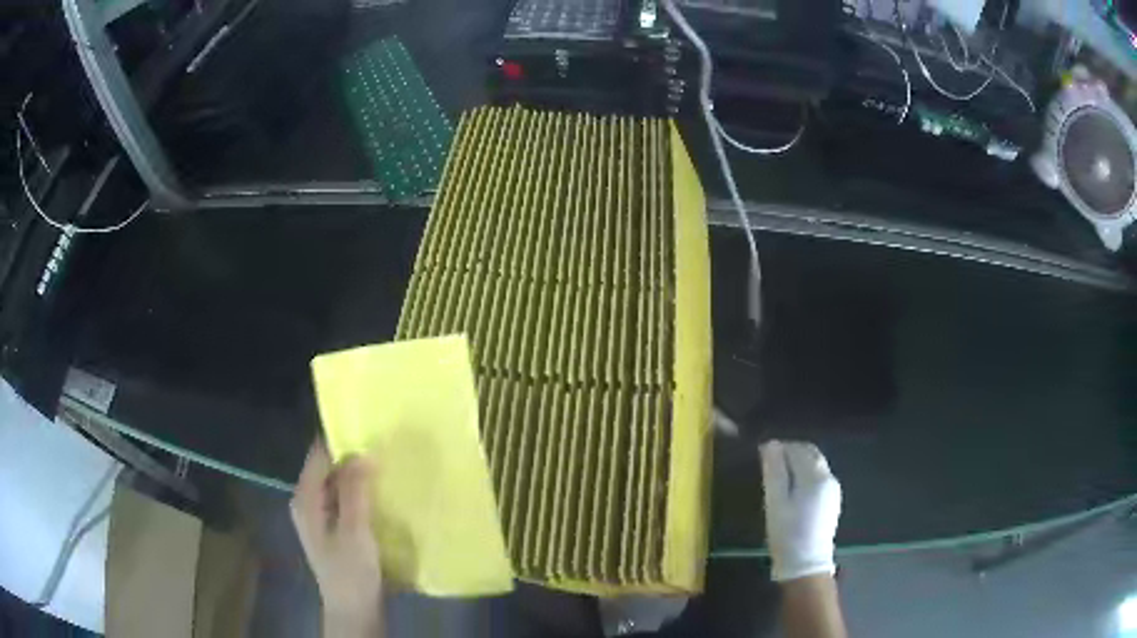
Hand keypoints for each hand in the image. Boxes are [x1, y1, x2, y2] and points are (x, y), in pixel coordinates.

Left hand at [291, 439, 383, 636]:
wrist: (354, 610)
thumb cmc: (351, 571)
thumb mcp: (354, 530)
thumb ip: (355, 491)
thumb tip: (362, 451)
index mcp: (305, 499)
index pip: (318, 455)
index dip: (340, 439)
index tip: (369, 427)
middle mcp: (307, 503)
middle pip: (326, 468)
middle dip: (351, 456)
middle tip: (382, 445)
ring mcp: (319, 517)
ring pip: (336, 483)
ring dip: (356, 475)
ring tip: (384, 464)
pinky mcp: (333, 528)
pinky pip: (343, 499)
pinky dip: (358, 492)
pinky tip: (379, 493)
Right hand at [759, 440, 841, 582]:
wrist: (806, 563)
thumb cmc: (787, 533)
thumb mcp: (775, 502)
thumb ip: (774, 472)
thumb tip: (771, 445)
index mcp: (815, 476)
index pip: (798, 449)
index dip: (780, 448)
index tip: (763, 454)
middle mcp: (829, 478)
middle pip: (811, 453)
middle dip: (791, 452)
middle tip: (770, 462)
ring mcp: (833, 490)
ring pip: (816, 465)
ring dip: (799, 463)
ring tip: (779, 476)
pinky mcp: (832, 501)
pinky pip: (820, 477)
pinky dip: (806, 474)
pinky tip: (794, 489)